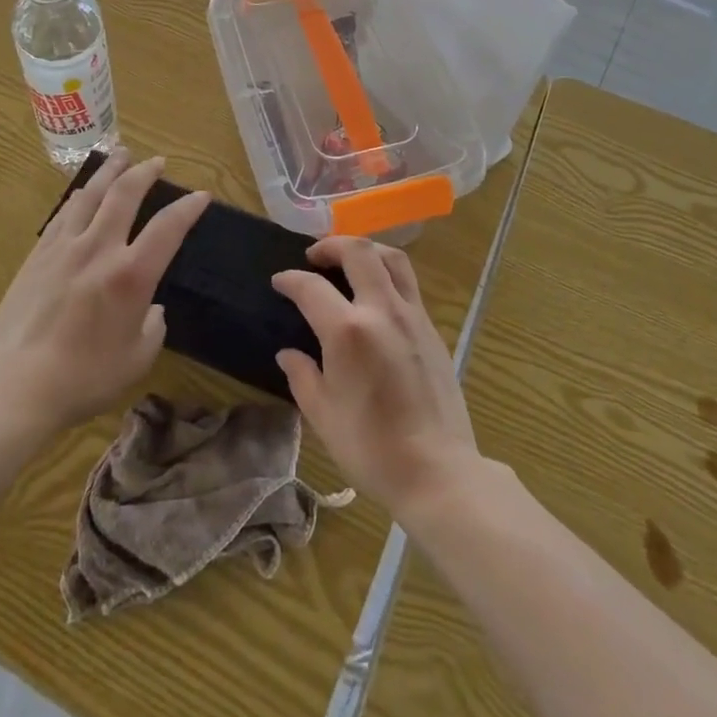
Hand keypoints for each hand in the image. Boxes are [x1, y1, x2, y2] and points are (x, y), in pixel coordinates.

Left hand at [0, 151, 206, 441]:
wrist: (15, 388)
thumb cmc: (84, 379)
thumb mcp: (137, 360)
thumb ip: (153, 327)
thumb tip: (152, 309)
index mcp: (131, 275)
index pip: (168, 227)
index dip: (188, 208)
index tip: (201, 195)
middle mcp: (99, 249)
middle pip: (124, 194)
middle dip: (145, 172)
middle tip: (157, 161)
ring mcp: (63, 248)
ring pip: (90, 195)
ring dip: (109, 171)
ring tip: (120, 155)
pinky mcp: (37, 257)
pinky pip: (63, 214)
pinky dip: (79, 197)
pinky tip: (82, 193)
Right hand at [273, 237, 479, 518]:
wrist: (438, 471)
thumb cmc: (371, 448)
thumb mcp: (323, 416)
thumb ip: (302, 376)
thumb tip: (289, 354)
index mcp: (348, 331)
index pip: (311, 287)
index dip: (290, 279)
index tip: (279, 282)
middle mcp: (382, 310)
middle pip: (359, 252)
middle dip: (331, 245)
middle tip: (314, 256)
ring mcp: (412, 316)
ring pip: (392, 258)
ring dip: (366, 249)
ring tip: (349, 261)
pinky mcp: (432, 328)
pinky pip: (408, 283)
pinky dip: (387, 273)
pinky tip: (377, 295)